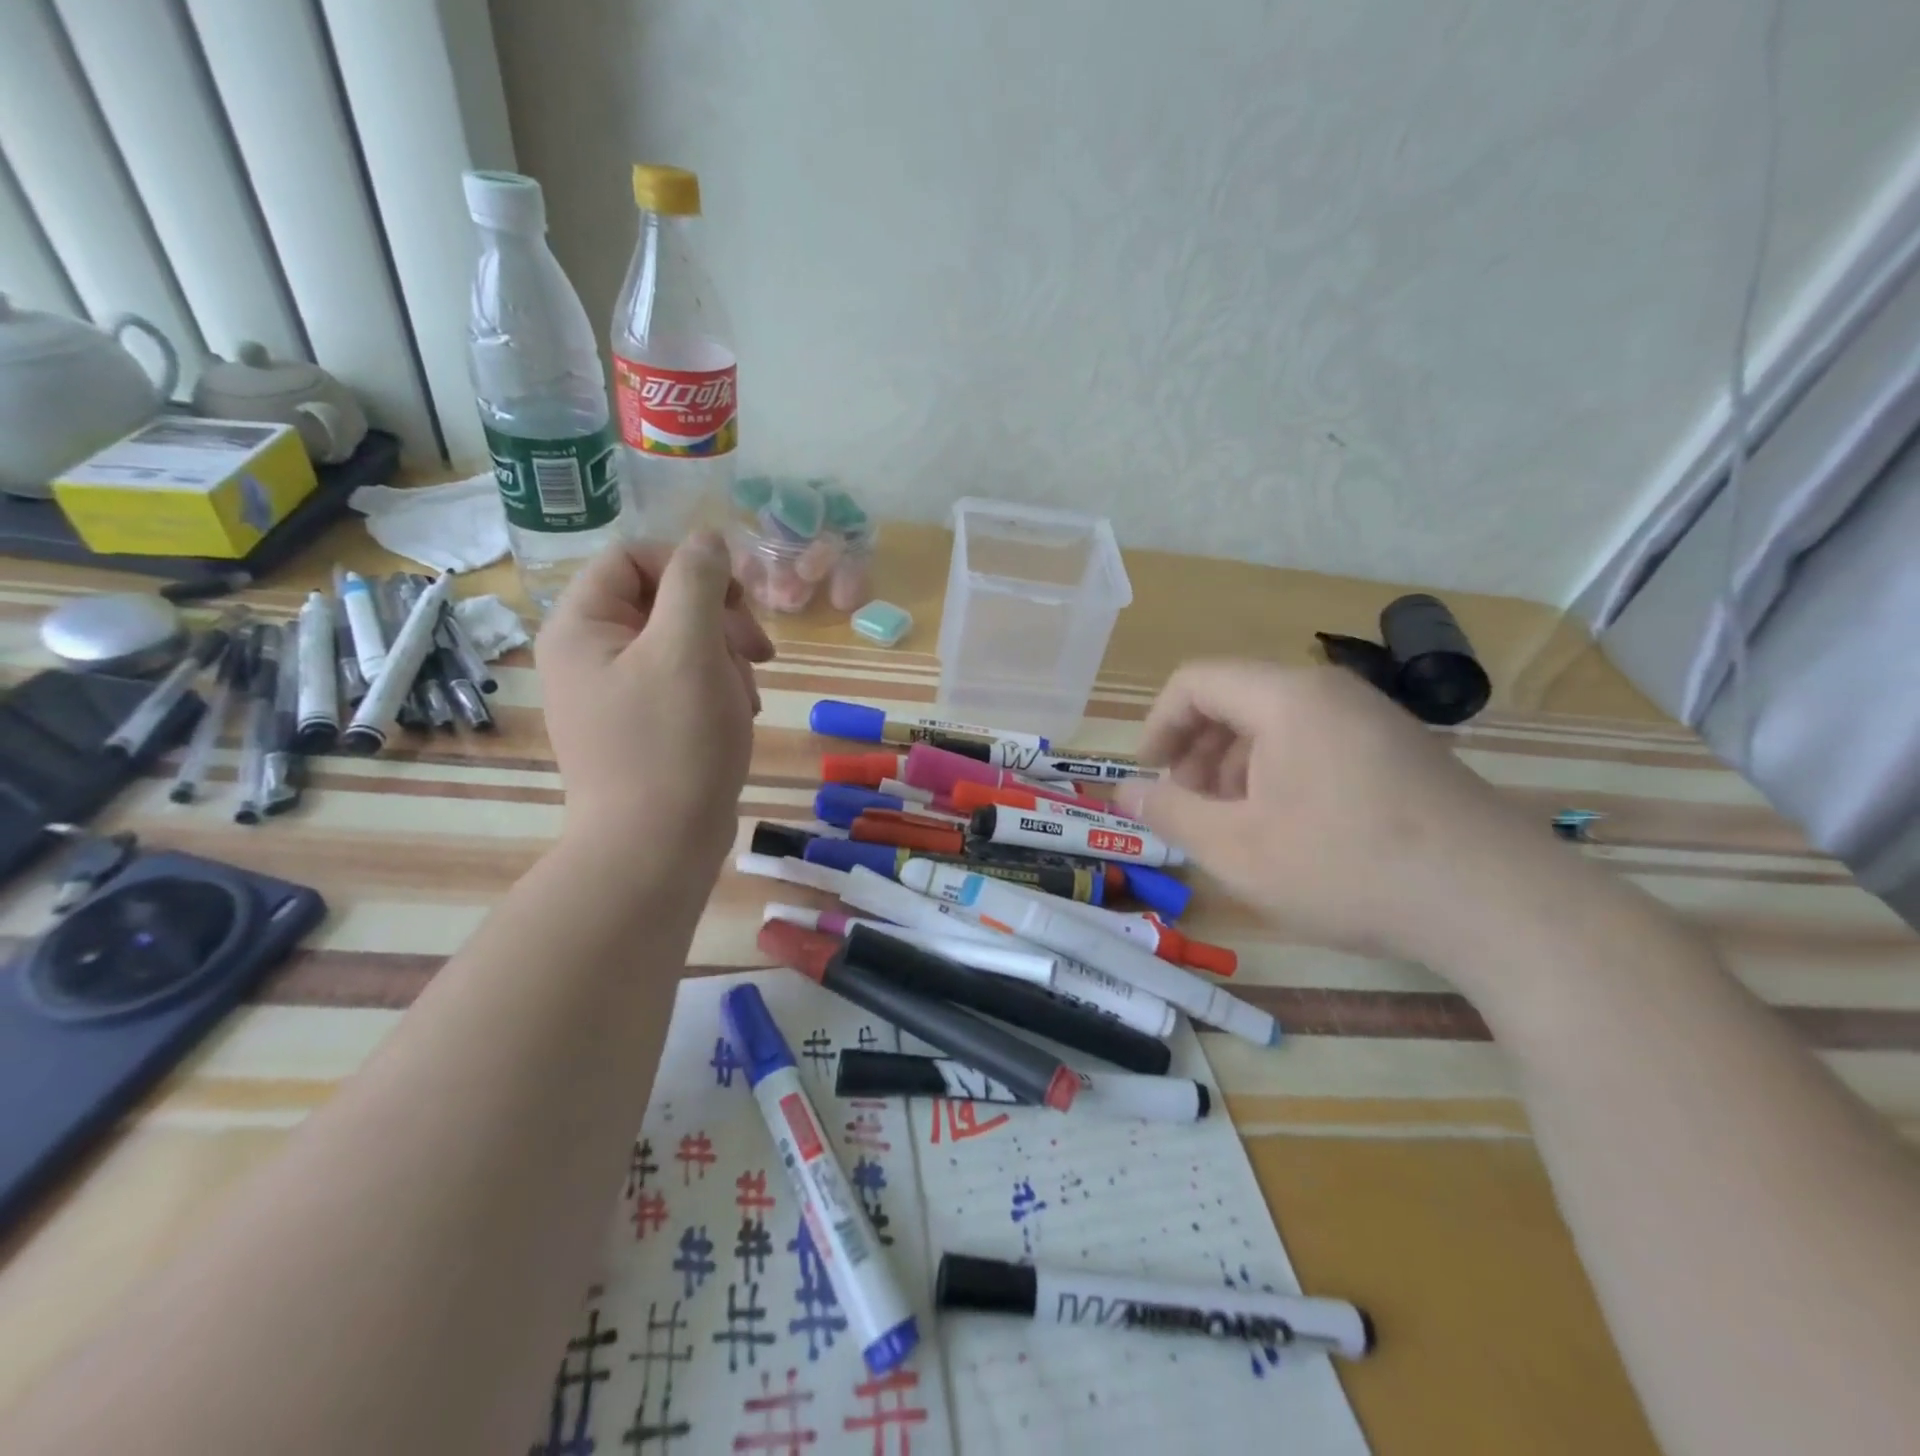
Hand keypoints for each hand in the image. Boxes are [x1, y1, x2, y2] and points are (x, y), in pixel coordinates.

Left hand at [536, 531, 773, 864]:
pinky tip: (735, 717)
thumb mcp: (689, 648)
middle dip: (718, 620)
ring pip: (682, 643)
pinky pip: (683, 683)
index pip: (634, 558)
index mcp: (582, 626)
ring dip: (725, 659)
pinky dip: (716, 690)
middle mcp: (589, 654)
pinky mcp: (641, 726)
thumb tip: (708, 539)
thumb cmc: (673, 743)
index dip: (691, 566)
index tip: (737, 601)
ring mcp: (614, 693)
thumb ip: (698, 581)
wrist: (657, 849)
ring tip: (744, 699)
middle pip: (663, 600)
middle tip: (757, 653)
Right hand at [1117, 661, 1553, 966]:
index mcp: (1285, 698)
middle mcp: (1329, 691)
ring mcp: (1372, 717)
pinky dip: (1281, 773)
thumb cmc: (1347, 868)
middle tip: (1189, 808)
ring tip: (1236, 825)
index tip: (1150, 777)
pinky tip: (1290, 828)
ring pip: (1276, 723)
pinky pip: (1317, 741)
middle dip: (1197, 751)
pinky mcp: (1400, 748)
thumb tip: (1122, 791)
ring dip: (1237, 766)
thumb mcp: (1238, 850)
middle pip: (1235, 699)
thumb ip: (1170, 813)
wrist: (1498, 903)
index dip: (1158, 725)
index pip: (1194, 681)